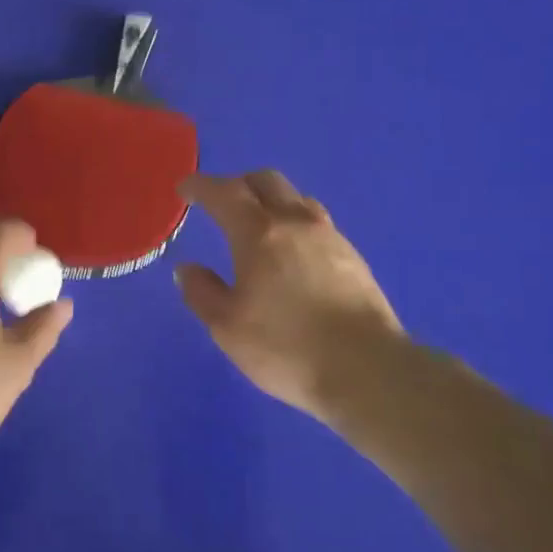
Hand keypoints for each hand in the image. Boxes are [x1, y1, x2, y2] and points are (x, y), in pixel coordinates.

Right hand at [175, 171, 406, 425]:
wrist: (368, 370)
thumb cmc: (287, 347)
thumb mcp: (227, 327)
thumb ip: (202, 292)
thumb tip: (189, 269)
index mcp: (259, 233)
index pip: (224, 193)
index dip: (200, 186)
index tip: (184, 188)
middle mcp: (296, 222)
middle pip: (266, 181)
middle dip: (238, 183)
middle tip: (220, 202)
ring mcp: (330, 237)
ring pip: (296, 198)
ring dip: (271, 200)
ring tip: (259, 224)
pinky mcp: (353, 258)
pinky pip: (317, 223)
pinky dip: (295, 223)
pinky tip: (292, 252)